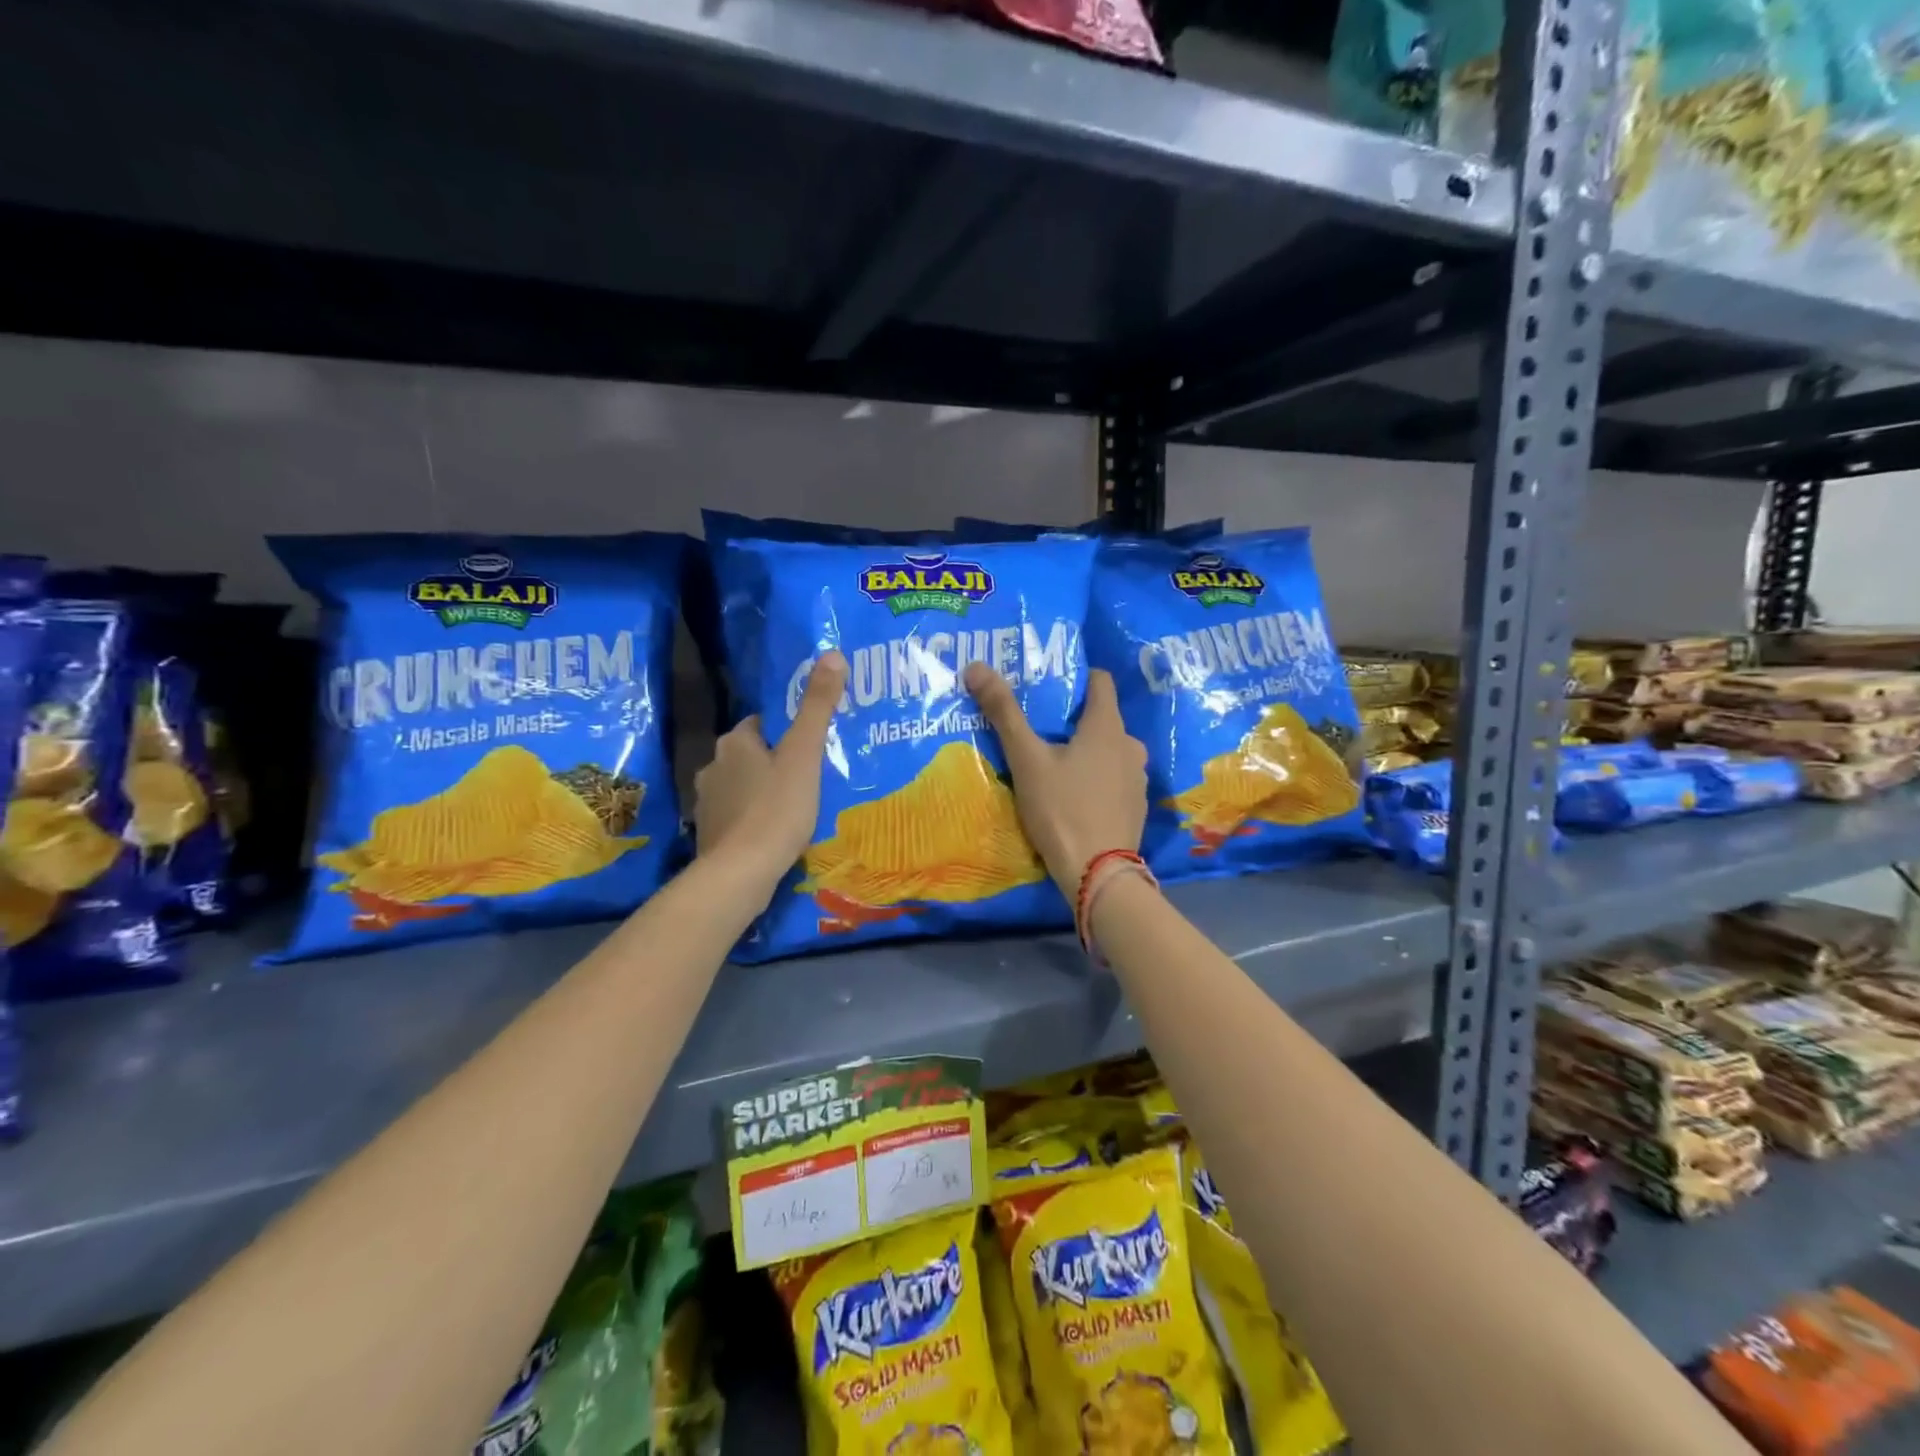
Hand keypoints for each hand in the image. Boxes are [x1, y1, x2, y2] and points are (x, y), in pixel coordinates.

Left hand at [694, 650, 847, 886]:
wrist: (741, 872)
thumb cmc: (777, 808)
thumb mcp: (804, 754)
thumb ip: (817, 706)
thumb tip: (832, 653)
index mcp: (734, 742)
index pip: (760, 722)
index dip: (785, 729)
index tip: (809, 741)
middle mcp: (713, 766)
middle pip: (749, 754)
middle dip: (774, 760)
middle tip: (810, 772)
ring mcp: (707, 802)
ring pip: (741, 785)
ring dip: (762, 789)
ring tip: (796, 803)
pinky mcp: (709, 833)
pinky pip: (737, 815)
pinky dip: (753, 817)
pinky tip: (775, 831)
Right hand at [963, 663, 1146, 896]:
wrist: (1097, 873)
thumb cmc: (1061, 808)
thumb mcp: (1026, 760)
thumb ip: (1004, 713)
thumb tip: (976, 666)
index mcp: (1107, 726)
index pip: (1100, 681)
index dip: (1076, 677)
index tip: (1048, 685)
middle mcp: (1131, 745)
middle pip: (1101, 718)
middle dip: (1072, 719)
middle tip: (1039, 728)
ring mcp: (1137, 778)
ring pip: (1108, 750)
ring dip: (1085, 751)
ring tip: (1053, 763)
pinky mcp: (1135, 805)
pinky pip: (1114, 778)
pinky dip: (1095, 778)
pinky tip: (1073, 795)